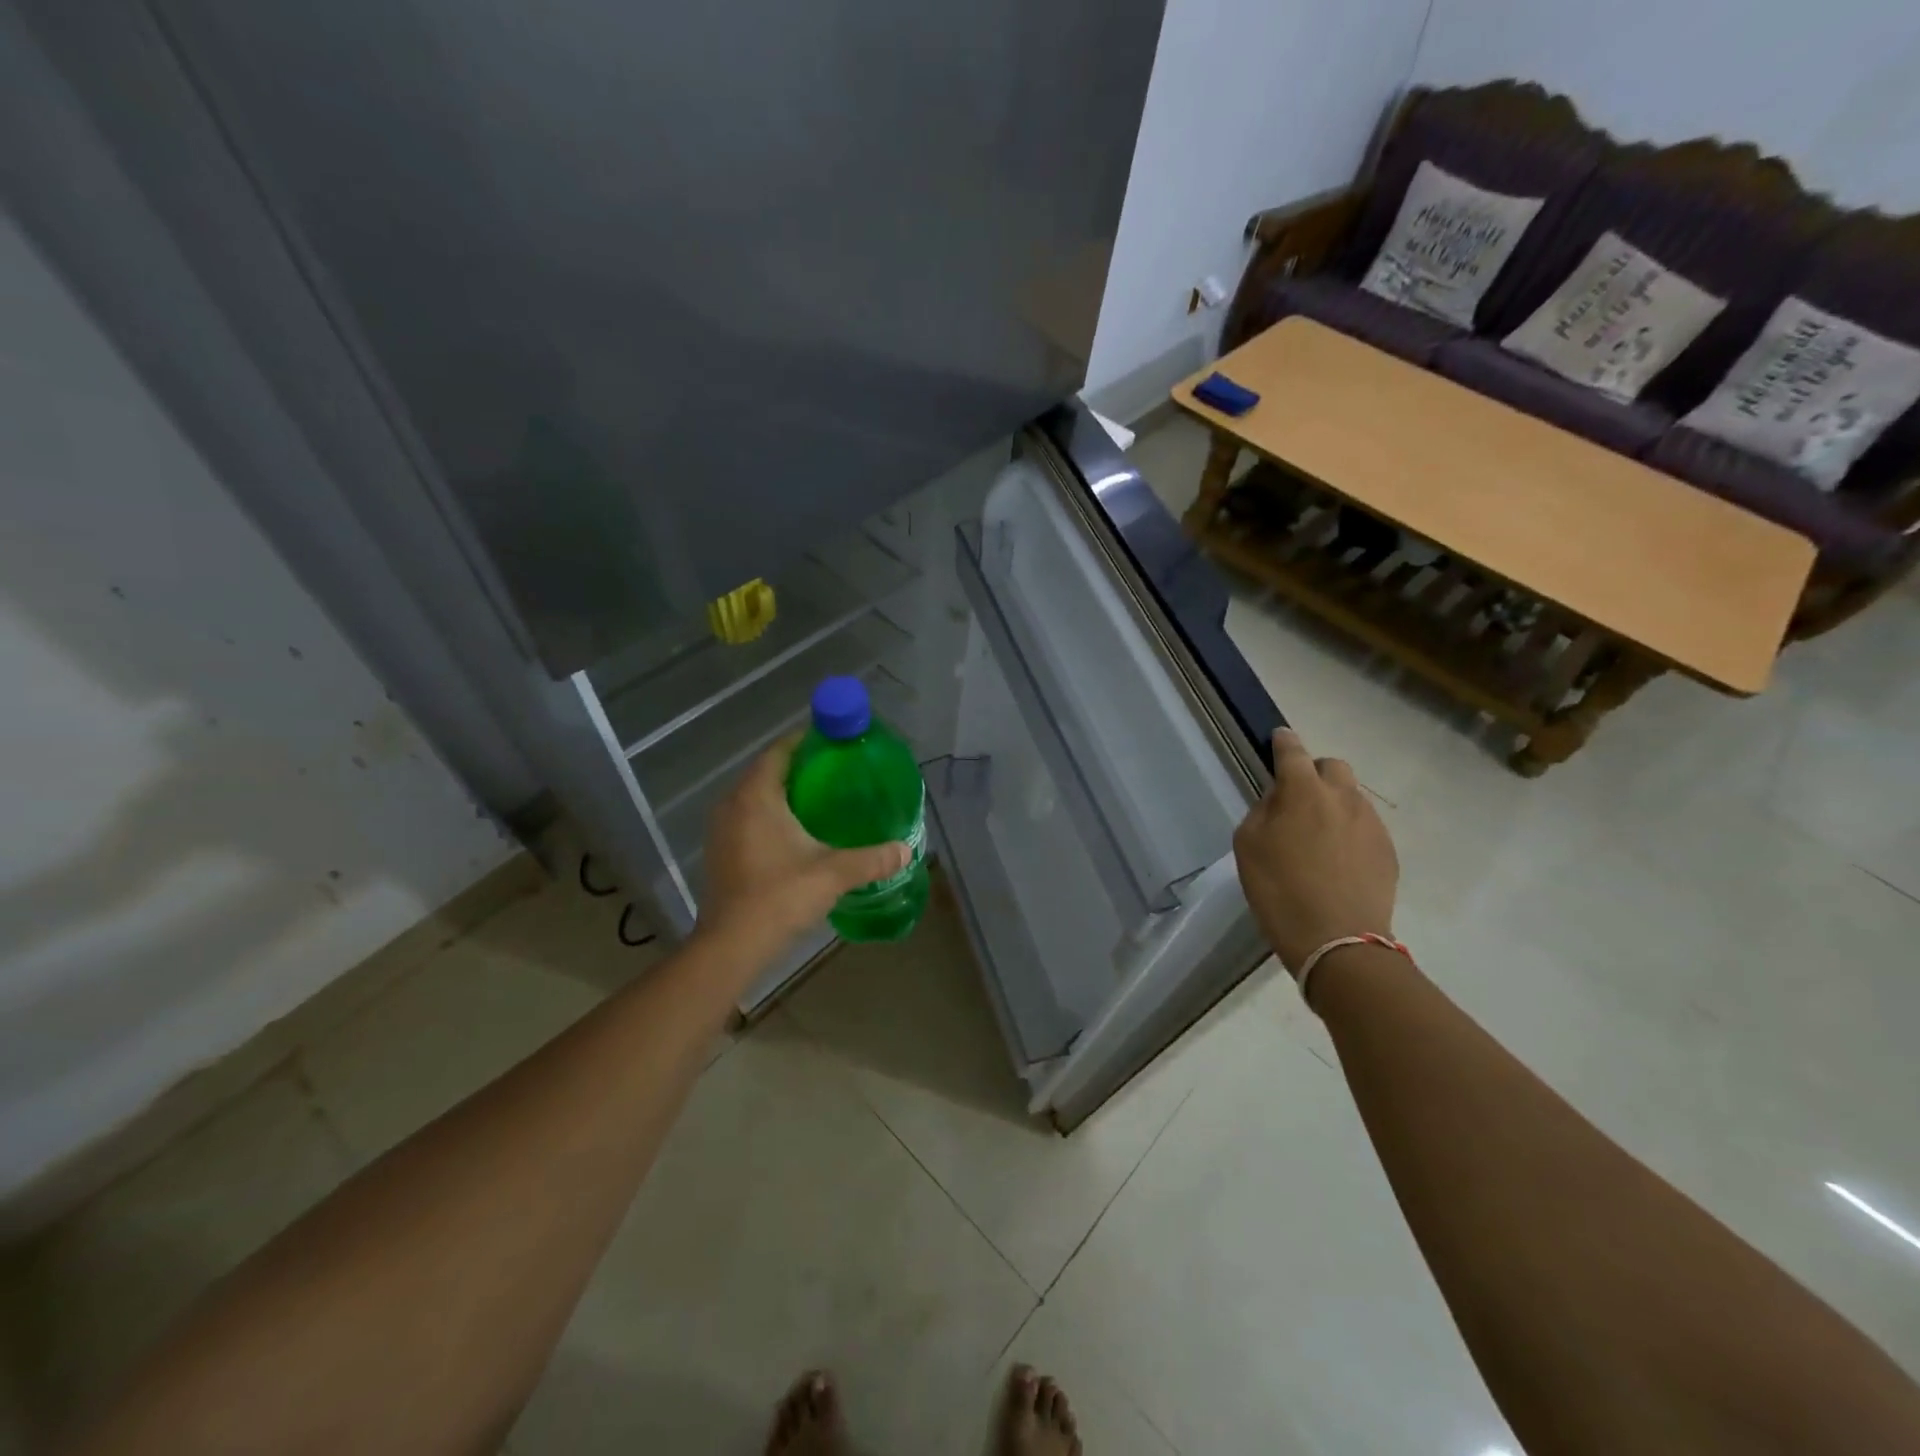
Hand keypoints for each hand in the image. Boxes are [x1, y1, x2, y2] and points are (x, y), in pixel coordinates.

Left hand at [698, 733, 908, 954]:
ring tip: (821, 798)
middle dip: (799, 766)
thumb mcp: (833, 874)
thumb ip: (872, 859)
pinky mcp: (721, 851)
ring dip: (784, 791)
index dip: (805, 740)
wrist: (731, 947)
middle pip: (767, 771)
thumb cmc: (779, 898)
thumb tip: (906, 851)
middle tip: (836, 769)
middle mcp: (732, 804)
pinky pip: (748, 817)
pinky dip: (771, 814)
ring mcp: (722, 829)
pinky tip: (797, 830)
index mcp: (756, 797)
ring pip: (755, 795)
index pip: (779, 751)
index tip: (834, 740)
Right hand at [1232, 729, 1398, 976]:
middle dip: (1314, 773)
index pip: (1292, 752)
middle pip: (1332, 766)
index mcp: (1303, 792)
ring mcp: (1371, 824)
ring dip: (1334, 803)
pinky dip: (1349, 831)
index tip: (1278, 739)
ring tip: (1317, 835)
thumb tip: (1279, 800)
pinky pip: (1365, 826)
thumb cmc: (1279, 891)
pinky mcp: (1388, 851)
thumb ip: (1263, 811)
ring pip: (1352, 796)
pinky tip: (1337, 860)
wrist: (1338, 940)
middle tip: (1298, 799)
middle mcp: (1342, 798)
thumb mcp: (1248, 846)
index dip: (1283, 742)